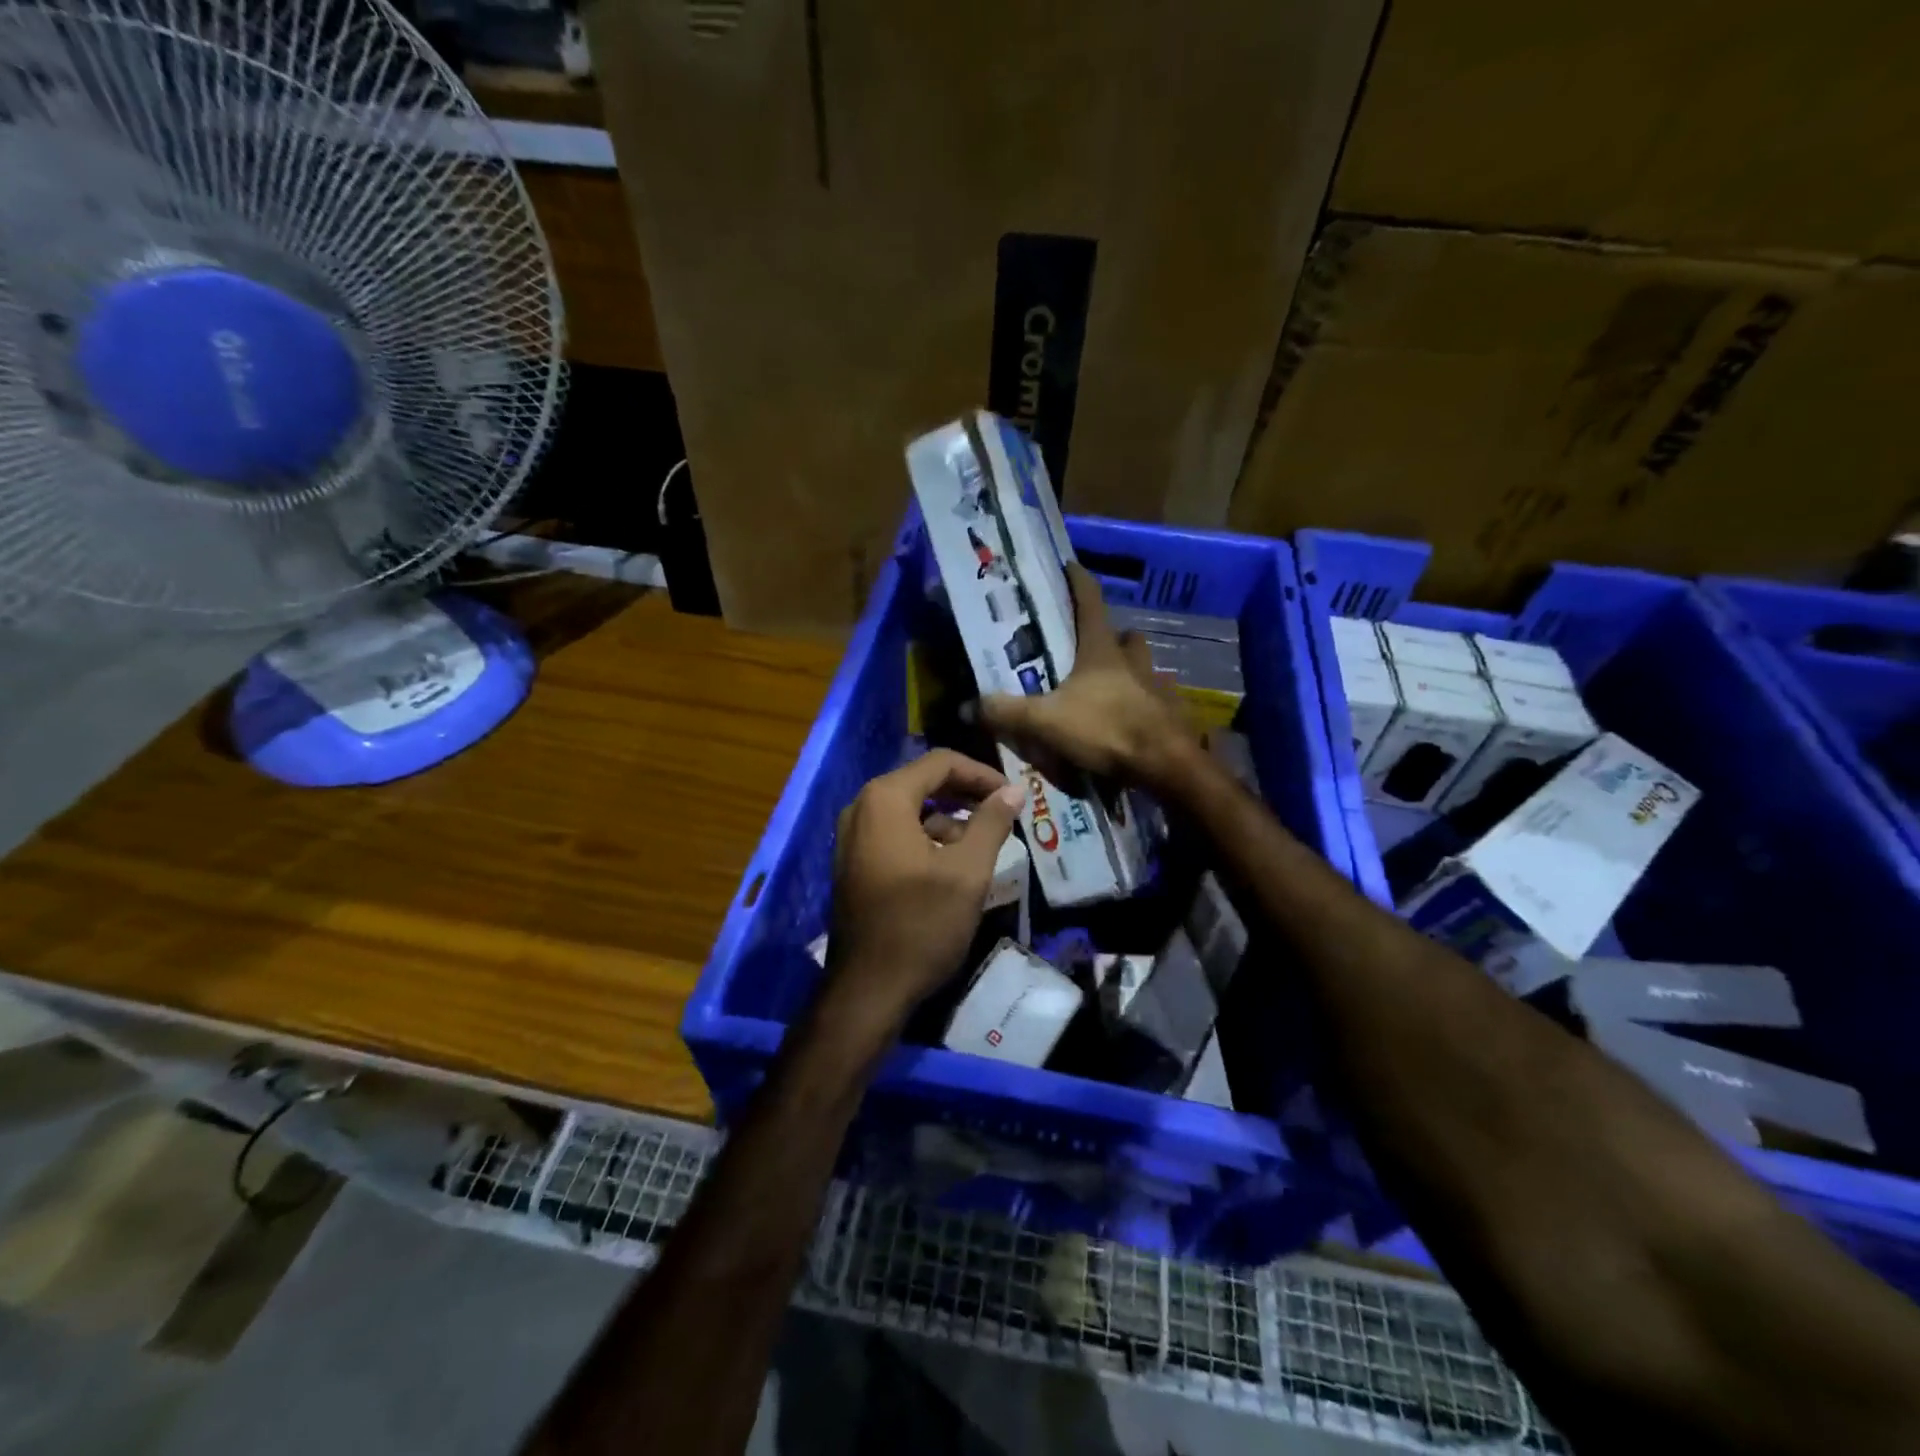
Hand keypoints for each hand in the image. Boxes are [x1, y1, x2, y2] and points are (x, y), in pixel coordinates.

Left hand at [824, 749, 1025, 1029]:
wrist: (869, 988)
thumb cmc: (922, 924)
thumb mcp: (968, 871)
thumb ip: (992, 822)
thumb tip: (1014, 790)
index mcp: (885, 798)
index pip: (941, 762)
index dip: (982, 773)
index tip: (1014, 795)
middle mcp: (862, 806)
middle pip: (923, 782)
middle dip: (966, 795)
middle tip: (1003, 813)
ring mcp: (852, 835)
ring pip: (910, 809)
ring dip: (948, 819)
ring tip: (983, 845)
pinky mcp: (854, 861)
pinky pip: (895, 832)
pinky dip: (926, 838)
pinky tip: (952, 865)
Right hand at [981, 562, 1200, 793]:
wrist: (1165, 765)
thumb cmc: (1105, 729)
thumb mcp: (1045, 721)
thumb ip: (1006, 712)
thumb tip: (966, 706)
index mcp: (1102, 651)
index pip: (1090, 602)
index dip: (1078, 581)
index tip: (1069, 566)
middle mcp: (1133, 662)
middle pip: (1125, 636)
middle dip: (1111, 636)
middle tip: (1090, 646)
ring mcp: (1156, 688)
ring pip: (1144, 667)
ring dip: (1129, 670)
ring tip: (1108, 686)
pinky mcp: (1170, 715)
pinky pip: (1155, 702)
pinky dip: (1141, 706)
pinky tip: (1128, 721)